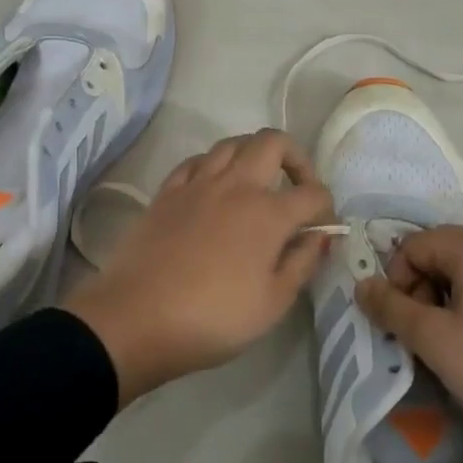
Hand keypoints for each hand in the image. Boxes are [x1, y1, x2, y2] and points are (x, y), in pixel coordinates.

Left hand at [64, 129, 334, 406]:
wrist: (136, 320)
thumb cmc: (213, 318)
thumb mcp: (273, 303)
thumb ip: (303, 263)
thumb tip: (322, 236)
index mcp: (268, 213)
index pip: (313, 194)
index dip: (326, 208)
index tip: (323, 229)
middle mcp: (236, 186)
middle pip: (273, 142)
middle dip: (296, 158)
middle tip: (297, 187)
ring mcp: (197, 184)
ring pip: (232, 143)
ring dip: (253, 154)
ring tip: (257, 183)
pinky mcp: (166, 192)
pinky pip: (197, 161)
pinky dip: (214, 165)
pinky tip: (214, 187)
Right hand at [354, 225, 462, 462]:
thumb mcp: (433, 340)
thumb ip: (391, 307)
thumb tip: (362, 285)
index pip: (417, 245)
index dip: (397, 279)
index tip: (401, 321)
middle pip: (447, 250)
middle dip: (425, 284)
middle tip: (425, 330)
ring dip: (452, 293)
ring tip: (454, 337)